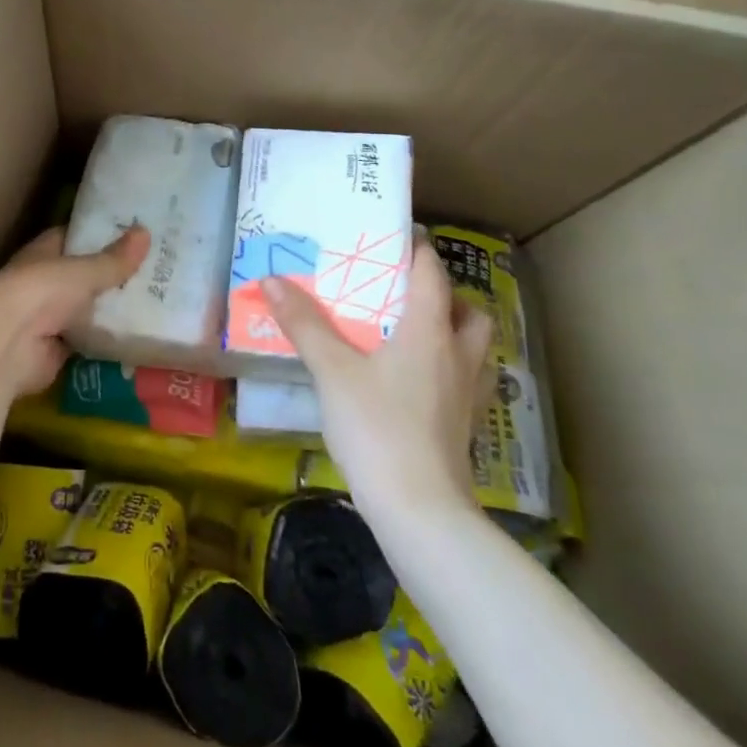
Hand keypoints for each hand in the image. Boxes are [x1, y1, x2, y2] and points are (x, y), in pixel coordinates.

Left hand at [0, 225, 151, 400]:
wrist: (6, 346)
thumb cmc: (40, 292)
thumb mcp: (83, 271)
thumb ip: (113, 259)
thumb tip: (146, 232)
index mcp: (44, 252)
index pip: (75, 237)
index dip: (101, 234)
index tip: (135, 231)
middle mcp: (45, 282)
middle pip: (84, 275)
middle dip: (114, 274)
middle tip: (158, 268)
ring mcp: (50, 318)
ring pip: (88, 308)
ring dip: (112, 308)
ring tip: (158, 300)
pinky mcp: (57, 350)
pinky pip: (90, 340)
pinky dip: (109, 339)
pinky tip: (140, 334)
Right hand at [263, 236, 492, 518]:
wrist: (420, 510)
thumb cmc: (376, 427)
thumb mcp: (331, 371)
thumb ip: (304, 324)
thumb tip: (270, 280)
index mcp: (429, 331)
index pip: (432, 275)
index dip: (419, 250)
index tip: (400, 235)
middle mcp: (458, 355)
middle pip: (469, 311)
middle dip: (446, 295)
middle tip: (408, 292)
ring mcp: (468, 394)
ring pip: (476, 348)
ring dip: (455, 331)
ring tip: (417, 333)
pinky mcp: (465, 426)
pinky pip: (468, 381)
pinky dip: (451, 369)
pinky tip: (421, 383)